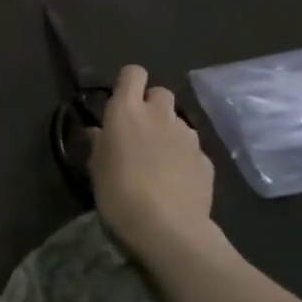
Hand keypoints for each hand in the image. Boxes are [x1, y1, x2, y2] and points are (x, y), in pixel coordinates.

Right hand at [91, 66, 214, 252]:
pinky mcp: (205, 158)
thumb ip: (99, 143)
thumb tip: (99, 131)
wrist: (167, 228)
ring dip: (168, 131)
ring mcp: (187, 135)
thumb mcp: (96, 168)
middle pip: (160, 92)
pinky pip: (191, 147)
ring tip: (158, 159)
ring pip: (178, 120)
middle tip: (139, 132)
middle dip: (151, 106)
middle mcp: (159, 115)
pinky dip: (183, 156)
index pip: (133, 73)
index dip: (128, 83)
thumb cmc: (118, 193)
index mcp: (126, 111)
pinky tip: (175, 180)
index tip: (120, 101)